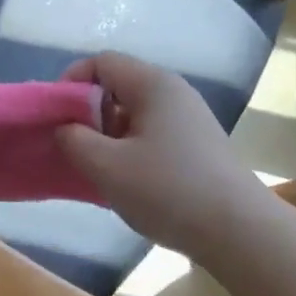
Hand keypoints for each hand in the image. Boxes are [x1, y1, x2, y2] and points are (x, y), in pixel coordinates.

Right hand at [56, 52, 276, 256]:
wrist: (240, 233)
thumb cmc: (168, 190)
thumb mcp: (105, 166)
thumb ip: (73, 140)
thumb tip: (66, 129)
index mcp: (153, 84)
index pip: (101, 62)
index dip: (70, 82)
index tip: (55, 117)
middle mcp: (173, 92)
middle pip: (117, 86)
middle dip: (87, 112)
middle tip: (73, 146)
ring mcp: (189, 119)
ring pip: (133, 113)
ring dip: (107, 135)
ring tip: (97, 168)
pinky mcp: (197, 146)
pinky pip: (150, 133)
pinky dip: (129, 149)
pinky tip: (125, 181)